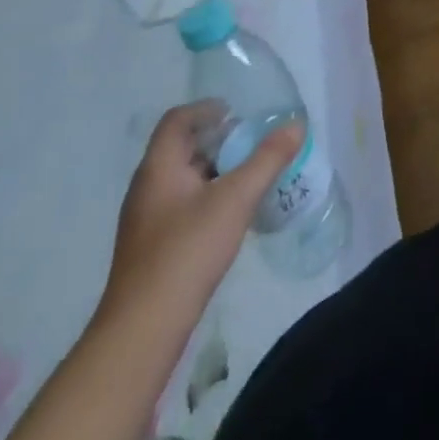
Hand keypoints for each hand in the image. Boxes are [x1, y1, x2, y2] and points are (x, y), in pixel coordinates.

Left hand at [97, 101, 302, 329]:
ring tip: (247, 177)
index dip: (206, 109)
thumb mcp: (236, 198)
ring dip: (214, 171)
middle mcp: (146, 187)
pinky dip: (206, 198)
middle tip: (251, 143)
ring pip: (182, 179)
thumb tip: (296, 124)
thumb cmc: (187, 251)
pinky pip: (180, 206)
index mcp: (159, 167)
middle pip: (181, 148)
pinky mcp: (150, 249)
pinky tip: (229, 216)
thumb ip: (268, 158)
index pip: (177, 120)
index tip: (236, 113)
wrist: (142, 331)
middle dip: (217, 140)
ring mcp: (145, 221)